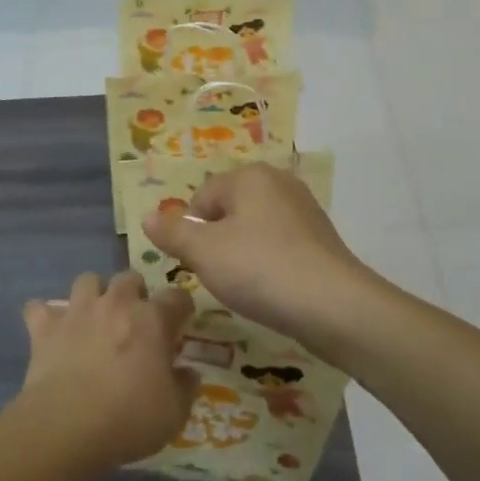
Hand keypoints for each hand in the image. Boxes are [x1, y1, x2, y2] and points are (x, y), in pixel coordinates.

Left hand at [18, 273, 197, 474]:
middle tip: (135, 322)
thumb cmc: (129, 420)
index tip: (181, 326)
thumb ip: (185, 387)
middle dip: (135, 293)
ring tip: (95, 318)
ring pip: (87, 280)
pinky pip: (38, 308)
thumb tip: (188, 372)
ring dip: (94, 294)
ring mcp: (78, 311)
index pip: (177, 297)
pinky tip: (49, 331)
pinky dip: (44, 316)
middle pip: (130, 278)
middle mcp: (116, 303)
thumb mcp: (174, 413)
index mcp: (152, 319)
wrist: (66, 428)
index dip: (182, 309)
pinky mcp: (45, 328)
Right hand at [140, 163, 375, 349]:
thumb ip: (172, 233)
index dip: (191, 232)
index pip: (201, 198)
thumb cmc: (260, 269)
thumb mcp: (204, 252)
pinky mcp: (320, 237)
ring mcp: (304, 209)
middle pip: (228, 210)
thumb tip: (146, 217)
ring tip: (247, 285)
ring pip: (254, 228)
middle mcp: (279, 182)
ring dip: (243, 254)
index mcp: (249, 176)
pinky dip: (269, 262)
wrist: (333, 305)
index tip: (197, 264)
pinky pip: (279, 244)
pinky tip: (272, 288)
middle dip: (217, 242)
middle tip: (220, 275)